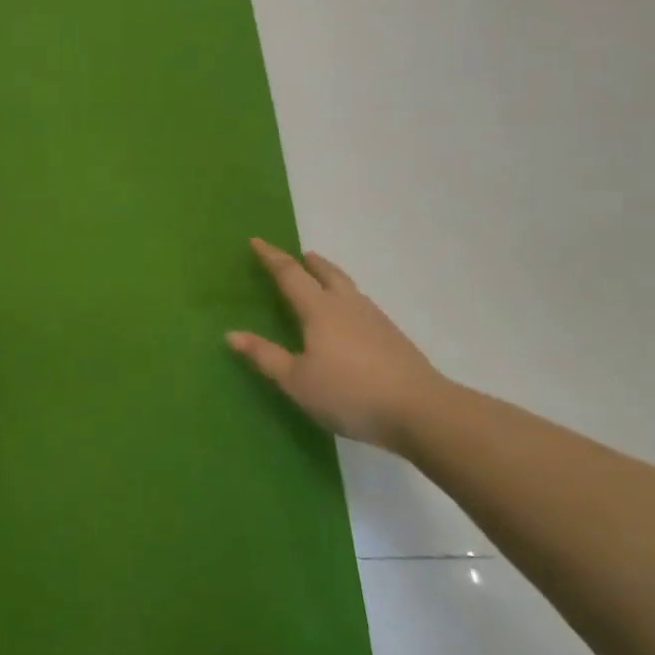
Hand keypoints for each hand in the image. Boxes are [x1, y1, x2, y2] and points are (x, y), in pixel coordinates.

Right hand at [227, 239, 448, 451]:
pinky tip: (349, 319)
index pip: (290, 275)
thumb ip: (265, 356)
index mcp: (320, 310)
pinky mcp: (393, 339)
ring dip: (331, 278)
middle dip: (310, 262)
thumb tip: (232, 334)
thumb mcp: (297, 381)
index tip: (256, 241)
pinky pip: (362, 306)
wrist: (422, 412)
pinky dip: (348, 299)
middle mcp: (348, 306)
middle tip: (300, 255)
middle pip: (327, 274)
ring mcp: (376, 321)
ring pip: (348, 288)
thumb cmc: (350, 393)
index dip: (271, 257)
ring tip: (322, 280)